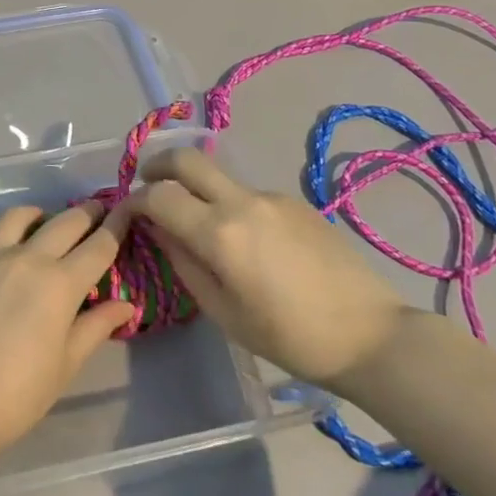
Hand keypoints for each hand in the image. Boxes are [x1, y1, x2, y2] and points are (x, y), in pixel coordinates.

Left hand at [0, 204, 135, 458]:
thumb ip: (95, 328)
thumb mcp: (65, 365)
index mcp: (61, 284)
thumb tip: (125, 305)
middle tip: (92, 211)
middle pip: (63, 223)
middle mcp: (26, 258)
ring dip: (33, 214)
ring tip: (38, 218)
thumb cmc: (17, 394)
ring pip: (15, 217)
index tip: (125, 210)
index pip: (98, 247)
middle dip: (84, 214)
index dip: (116, 226)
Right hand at [120, 149, 404, 394]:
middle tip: (148, 185)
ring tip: (200, 227)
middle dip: (158, 165)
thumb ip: (183, 262)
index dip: (133, 199)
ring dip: (197, 189)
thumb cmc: (289, 337)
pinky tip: (246, 242)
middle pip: (186, 158)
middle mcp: (242, 201)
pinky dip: (230, 205)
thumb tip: (158, 229)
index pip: (158, 195)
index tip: (126, 213)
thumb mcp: (222, 311)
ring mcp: (271, 196)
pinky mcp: (295, 201)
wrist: (370, 335)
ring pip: (218, 176)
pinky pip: (248, 194)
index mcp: (219, 233)